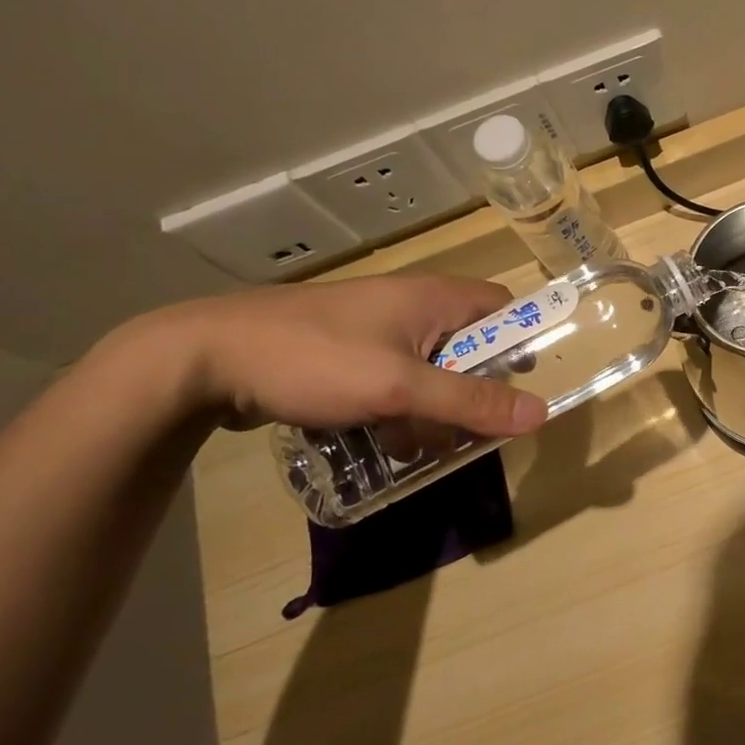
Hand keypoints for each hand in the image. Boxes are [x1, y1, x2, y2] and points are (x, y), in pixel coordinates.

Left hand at [131, 273, 548, 439]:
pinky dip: (398, 411)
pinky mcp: (350, 354)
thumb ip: (471, 401)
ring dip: (432, 412)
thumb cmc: (316, 359)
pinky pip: (396, 383)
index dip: (521, 343)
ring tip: (413, 447)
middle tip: (466, 431)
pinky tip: (380, 441)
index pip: (505, 308)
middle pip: (471, 348)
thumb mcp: (400, 387)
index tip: (520, 387)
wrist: (204, 359)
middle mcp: (414, 307)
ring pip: (433, 372)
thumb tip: (540, 414)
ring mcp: (378, 330)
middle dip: (471, 393)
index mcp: (435, 297)